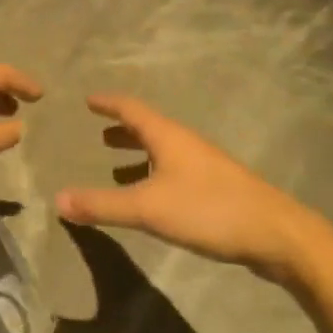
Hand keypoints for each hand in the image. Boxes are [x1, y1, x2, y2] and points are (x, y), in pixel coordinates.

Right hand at [55, 94, 314, 276]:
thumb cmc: (208, 209)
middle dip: (122, 128)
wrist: (276, 234)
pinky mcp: (215, 189)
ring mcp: (204, 166)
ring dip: (138, 152)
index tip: (88, 99)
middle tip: (98, 132)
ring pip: (163, 150)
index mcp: (168, 137)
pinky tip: (151, 196)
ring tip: (115, 163)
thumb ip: (103, 204)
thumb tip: (57, 199)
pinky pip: (174, 171)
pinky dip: (153, 174)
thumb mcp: (148, 208)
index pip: (131, 109)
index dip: (108, 103)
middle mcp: (185, 144)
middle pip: (149, 127)